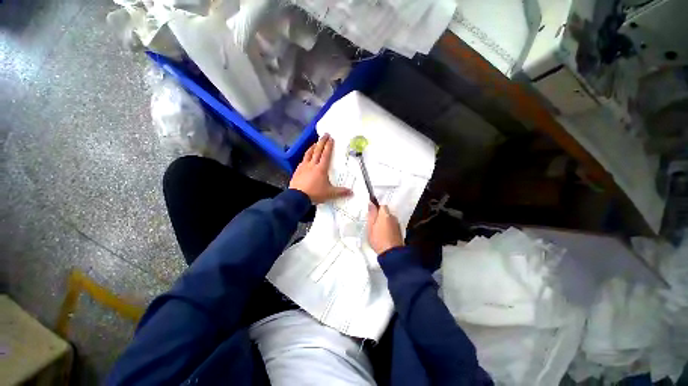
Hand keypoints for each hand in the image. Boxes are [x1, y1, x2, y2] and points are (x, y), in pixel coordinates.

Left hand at [289, 134, 351, 203]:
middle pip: (317, 150)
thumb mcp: (330, 194)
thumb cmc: (315, 193)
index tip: (331, 138)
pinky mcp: (297, 170)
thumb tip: (351, 192)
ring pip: (309, 153)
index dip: (329, 146)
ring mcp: (304, 166)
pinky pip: (303, 160)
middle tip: (325, 135)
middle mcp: (312, 165)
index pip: (326, 154)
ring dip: (313, 147)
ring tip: (315, 143)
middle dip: (322, 142)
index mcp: (321, 168)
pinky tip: (306, 157)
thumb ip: (341, 192)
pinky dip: (306, 155)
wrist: (297, 197)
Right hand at [367, 204, 403, 254]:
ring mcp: (397, 224)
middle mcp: (393, 217)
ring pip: (389, 219)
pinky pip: (392, 225)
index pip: (382, 205)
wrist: (391, 253)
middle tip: (373, 225)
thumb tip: (371, 203)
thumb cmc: (378, 239)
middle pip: (386, 212)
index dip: (376, 209)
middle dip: (380, 216)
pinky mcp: (399, 231)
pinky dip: (388, 228)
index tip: (372, 215)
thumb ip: (371, 214)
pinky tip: (384, 235)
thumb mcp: (370, 226)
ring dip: (384, 222)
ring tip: (378, 231)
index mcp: (385, 214)